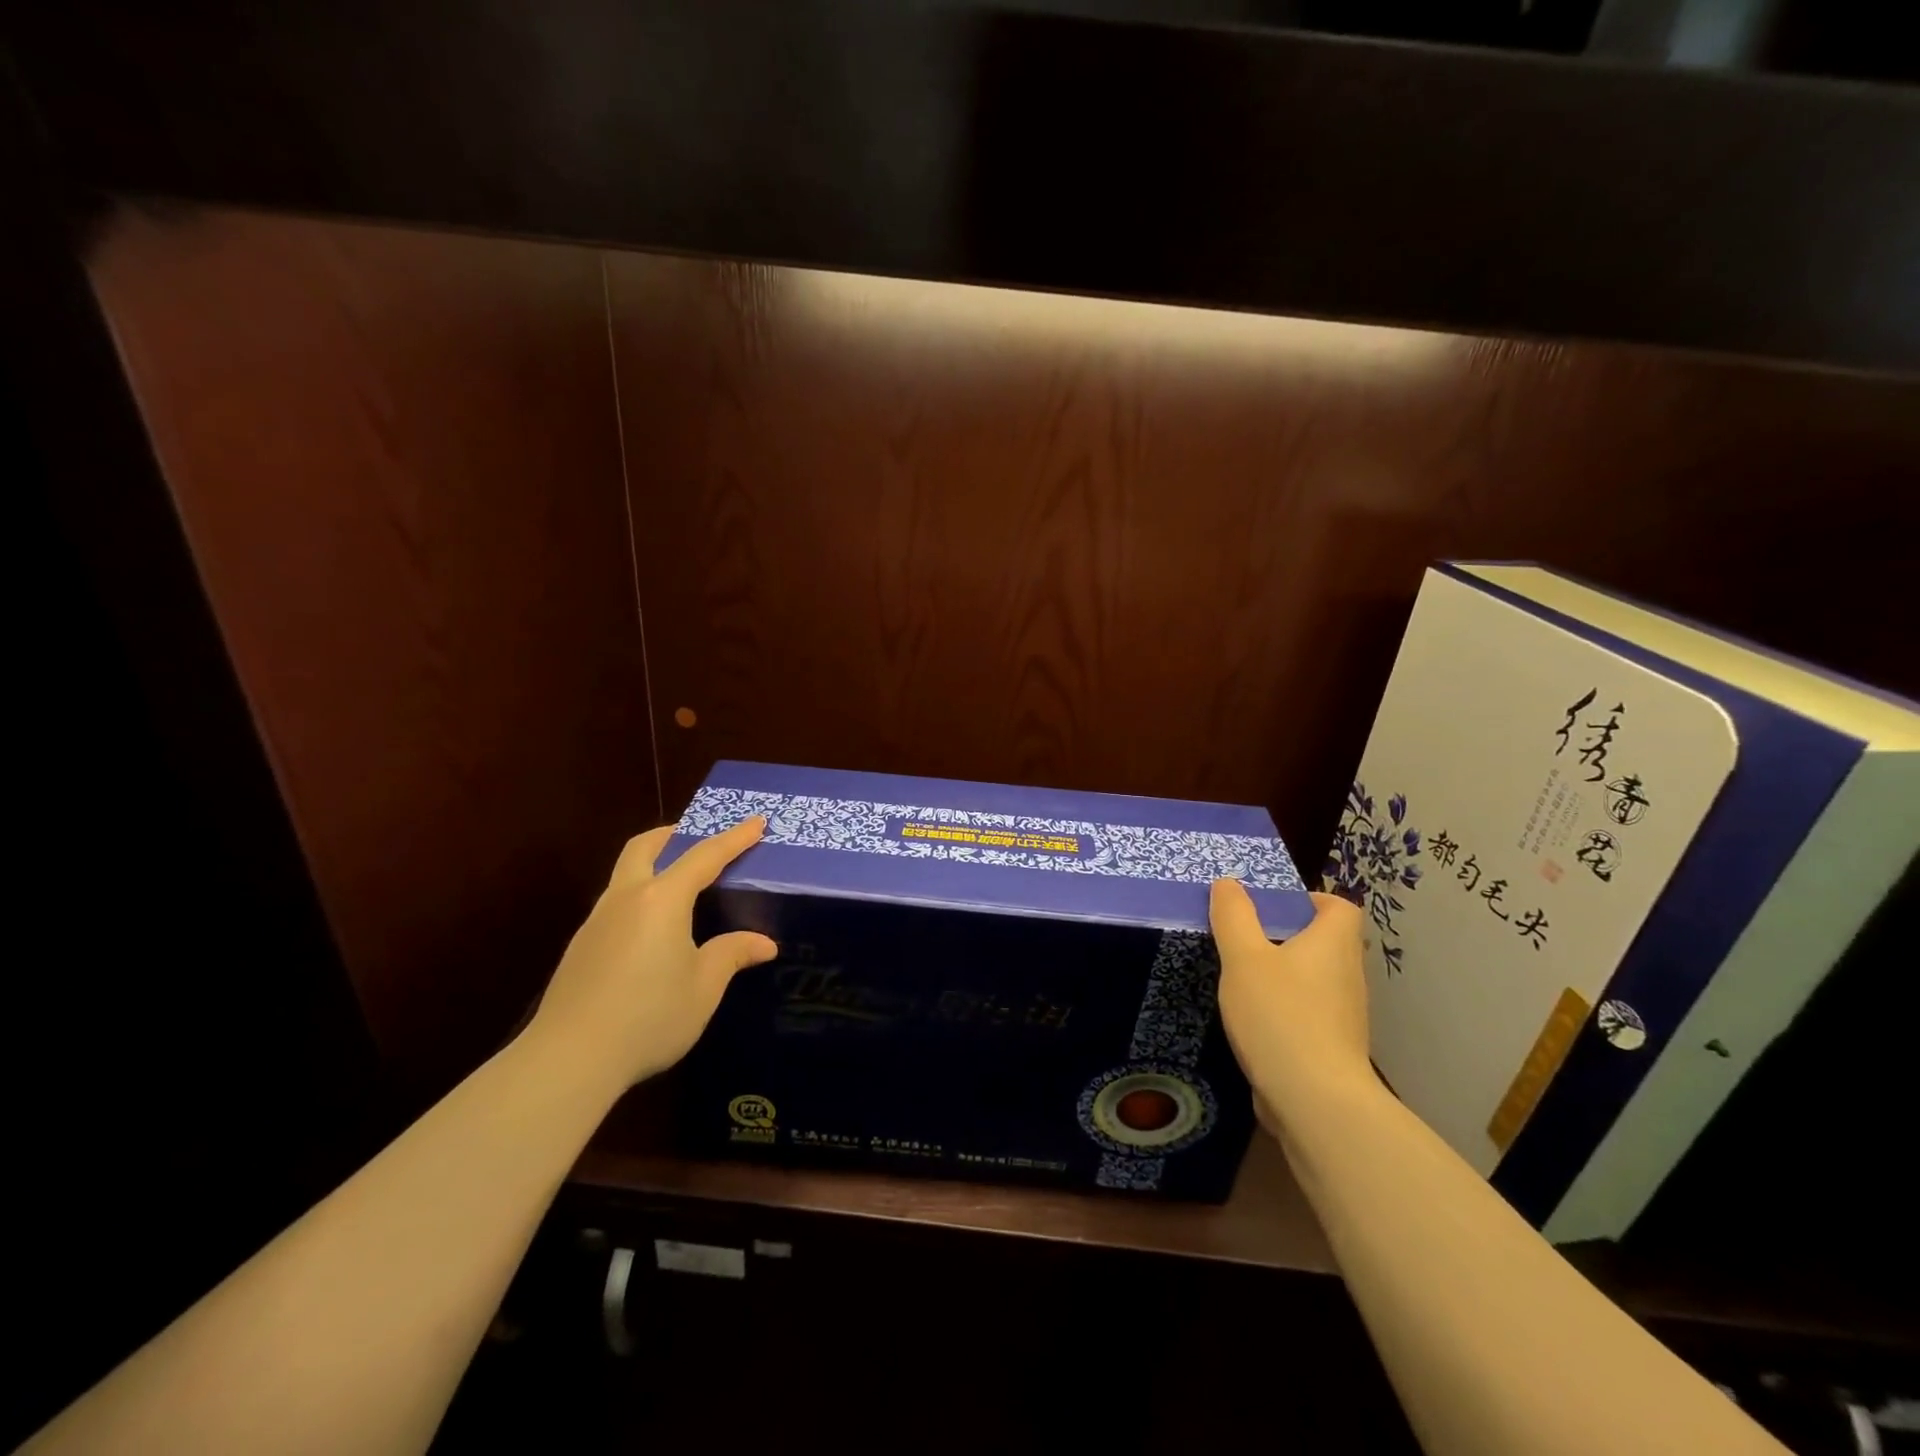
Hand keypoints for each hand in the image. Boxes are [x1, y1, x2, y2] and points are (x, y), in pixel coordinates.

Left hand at [527, 817, 777, 1088]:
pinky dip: (641, 898)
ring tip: (681, 887)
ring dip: (654, 865)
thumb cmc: (649, 1016)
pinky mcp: (581, 947)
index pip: (705, 856)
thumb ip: (731, 955)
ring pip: (626, 874)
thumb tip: (764, 943)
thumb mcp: (703, 988)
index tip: (757, 821)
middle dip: (674, 834)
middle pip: (645, 847)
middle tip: (699, 838)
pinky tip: (653, 932)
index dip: (734, 838)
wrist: (569, 1059)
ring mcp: (597, 922)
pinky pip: (617, 904)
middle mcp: (626, 898)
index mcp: (662, 900)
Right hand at [1210, 882, 1375, 1126]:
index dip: (1310, 899)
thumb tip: (1229, 884)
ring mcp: (1345, 1015)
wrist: (1315, 1101)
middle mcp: (1348, 975)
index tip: (1271, 908)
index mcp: (1334, 944)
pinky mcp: (1333, 1047)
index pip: (1340, 907)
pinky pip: (1310, 1012)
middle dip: (1287, 936)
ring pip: (1315, 978)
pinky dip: (1286, 1009)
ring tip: (1243, 979)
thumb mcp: (1243, 957)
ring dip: (1284, 974)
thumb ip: (1234, 916)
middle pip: (1325, 942)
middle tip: (1245, 939)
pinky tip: (1254, 1020)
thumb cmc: (1280, 1015)